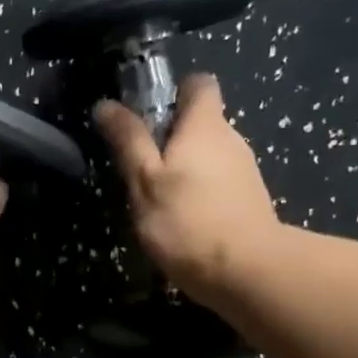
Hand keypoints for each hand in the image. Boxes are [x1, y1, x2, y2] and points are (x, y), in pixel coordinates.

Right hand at [94, 73, 280, 305]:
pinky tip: (184, 222)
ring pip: (210, 156)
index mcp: (205, 125)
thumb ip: (128, 141)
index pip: (198, 84)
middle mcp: (231, 139)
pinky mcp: (250, 202)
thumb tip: (106, 104)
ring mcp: (245, 172)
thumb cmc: (187, 221)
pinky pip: (220, 183)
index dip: (174, 92)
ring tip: (158, 201)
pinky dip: (201, 193)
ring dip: (186, 169)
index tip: (149, 115)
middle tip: (141, 167)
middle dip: (172, 137)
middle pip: (202, 123)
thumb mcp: (145, 181)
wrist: (246, 272)